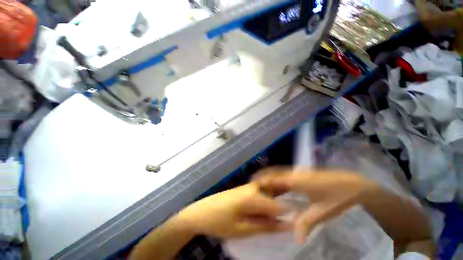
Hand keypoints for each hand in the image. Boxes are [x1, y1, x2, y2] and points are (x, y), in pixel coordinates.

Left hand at [175, 183, 289, 238]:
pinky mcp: (243, 189)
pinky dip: (264, 203)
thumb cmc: (219, 222)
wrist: (200, 211)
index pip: (278, 205)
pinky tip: (262, 213)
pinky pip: (259, 193)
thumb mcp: (242, 229)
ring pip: (267, 194)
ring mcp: (247, 186)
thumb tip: (285, 225)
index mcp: (253, 196)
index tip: (295, 225)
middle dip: (281, 209)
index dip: (289, 216)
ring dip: (272, 207)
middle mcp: (252, 187)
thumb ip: (265, 226)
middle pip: (274, 196)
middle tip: (286, 223)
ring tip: (272, 219)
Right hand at [255, 168, 376, 241]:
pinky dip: (278, 175)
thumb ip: (307, 223)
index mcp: (297, 181)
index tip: (253, 182)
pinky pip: (287, 172)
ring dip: (270, 174)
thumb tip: (297, 239)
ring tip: (262, 179)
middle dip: (264, 174)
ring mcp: (300, 172)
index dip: (263, 180)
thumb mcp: (322, 212)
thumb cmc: (337, 198)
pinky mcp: (304, 173)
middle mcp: (295, 174)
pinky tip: (278, 181)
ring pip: (280, 171)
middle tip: (253, 179)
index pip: (275, 179)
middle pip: (275, 172)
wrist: (354, 184)